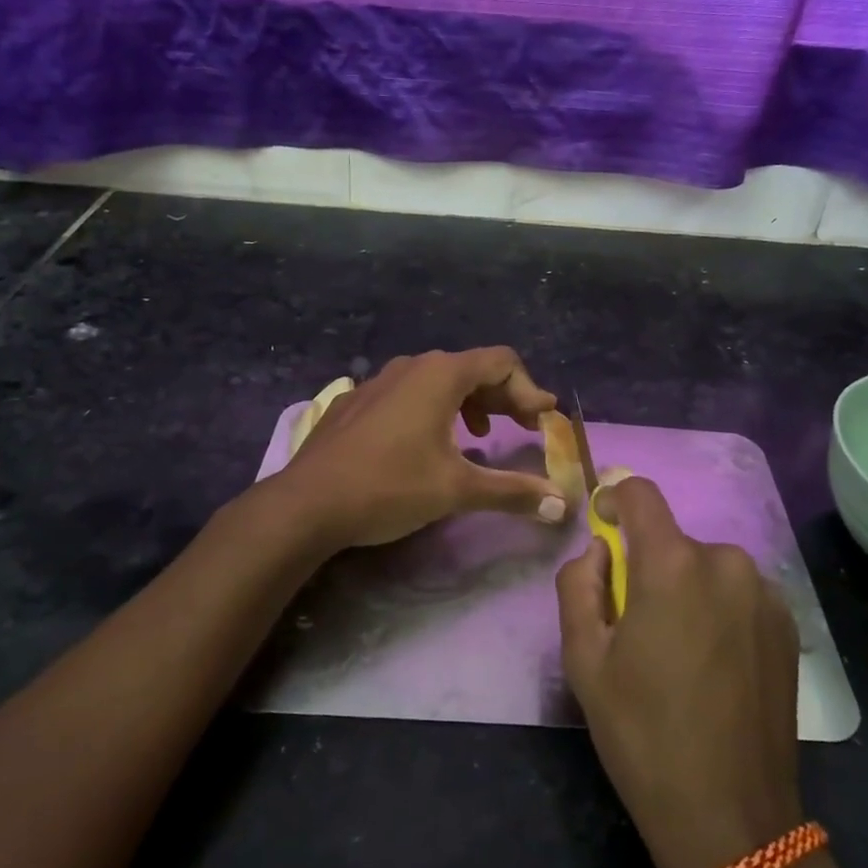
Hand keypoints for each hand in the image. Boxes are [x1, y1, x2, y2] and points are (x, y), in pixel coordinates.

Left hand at [279, 348, 566, 549]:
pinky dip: (433, 409)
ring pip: (438, 380)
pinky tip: (428, 443)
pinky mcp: (357, 401)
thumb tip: (560, 505)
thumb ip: (512, 491)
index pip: (502, 362)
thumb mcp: (457, 490)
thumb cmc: (389, 486)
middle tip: (523, 427)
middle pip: (472, 368)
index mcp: (441, 374)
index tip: (543, 422)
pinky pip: (407, 393)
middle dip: (503, 396)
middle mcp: (412, 366)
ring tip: (480, 435)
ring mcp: (379, 381)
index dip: (529, 390)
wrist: (307, 502)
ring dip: (469, 402)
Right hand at [556, 476, 803, 867]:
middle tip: (635, 627)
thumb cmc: (643, 735)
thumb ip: (579, 585)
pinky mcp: (788, 625)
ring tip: (678, 655)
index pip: (640, 493)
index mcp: (673, 564)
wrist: (731, 818)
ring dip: (685, 590)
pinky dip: (718, 610)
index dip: (614, 499)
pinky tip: (714, 667)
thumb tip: (599, 551)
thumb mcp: (584, 660)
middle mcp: (727, 562)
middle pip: (673, 541)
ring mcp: (765, 593)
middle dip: (647, 567)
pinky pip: (738, 594)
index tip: (603, 527)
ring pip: (707, 568)